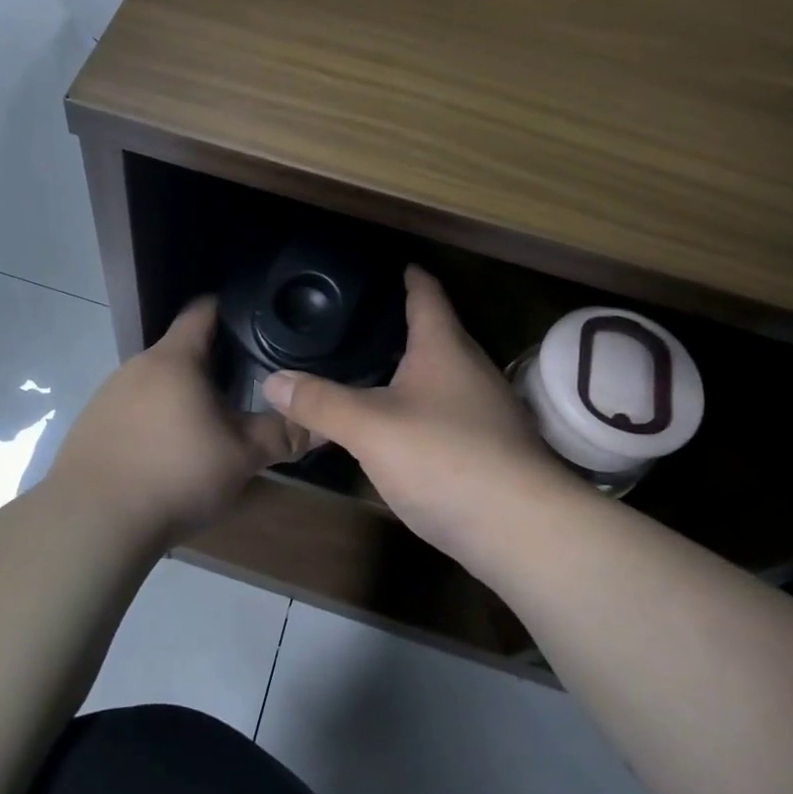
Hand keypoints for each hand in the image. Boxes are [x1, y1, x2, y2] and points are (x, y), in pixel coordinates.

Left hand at [47, 297, 306, 540]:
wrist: (93, 522)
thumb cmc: (175, 474)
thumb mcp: (241, 457)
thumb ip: (283, 435)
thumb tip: (323, 424)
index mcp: (174, 359)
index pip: (203, 310)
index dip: (231, 309)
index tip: (256, 320)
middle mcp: (136, 366)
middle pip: (181, 350)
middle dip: (213, 364)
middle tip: (246, 386)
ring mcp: (108, 395)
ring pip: (156, 383)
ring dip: (182, 396)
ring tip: (207, 425)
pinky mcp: (91, 426)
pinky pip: (133, 411)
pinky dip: (154, 421)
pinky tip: (165, 455)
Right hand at [261, 266, 573, 564]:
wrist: (521, 529)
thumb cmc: (444, 457)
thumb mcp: (369, 428)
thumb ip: (320, 402)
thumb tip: (271, 381)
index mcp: (444, 348)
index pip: (427, 295)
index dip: (410, 276)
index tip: (394, 264)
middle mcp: (471, 369)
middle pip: (437, 334)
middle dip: (404, 325)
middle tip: (361, 321)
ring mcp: (486, 411)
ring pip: (443, 376)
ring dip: (412, 369)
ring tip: (372, 368)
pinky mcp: (490, 448)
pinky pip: (448, 412)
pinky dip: (421, 407)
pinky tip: (399, 425)